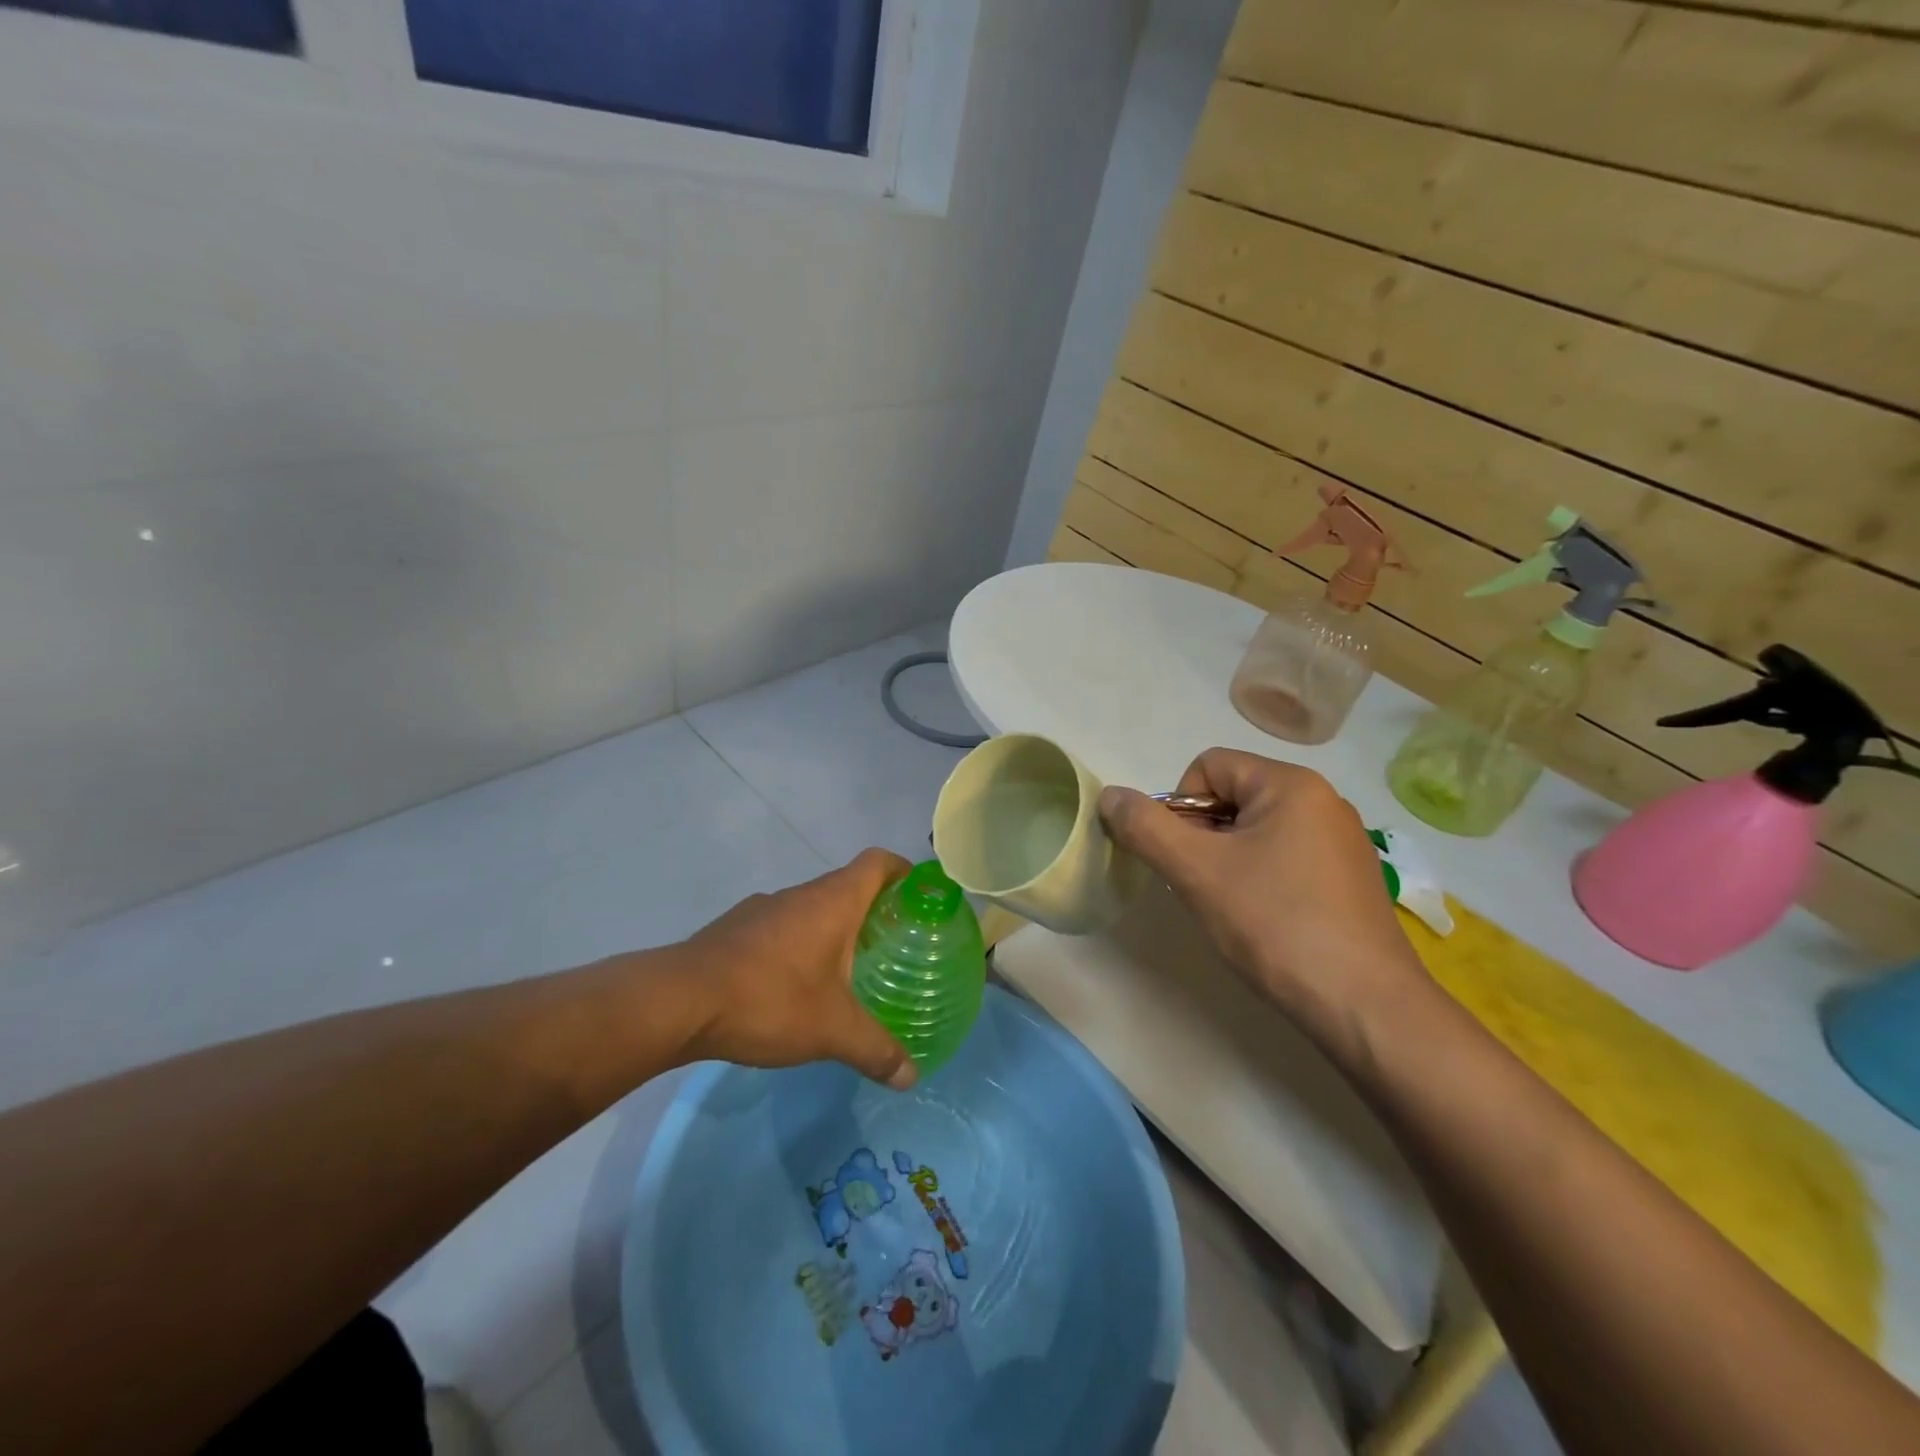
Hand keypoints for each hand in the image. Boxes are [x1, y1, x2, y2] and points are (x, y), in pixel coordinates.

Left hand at [673, 849, 917, 1089]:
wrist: (679, 1002)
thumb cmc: (770, 1000)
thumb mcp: (832, 1031)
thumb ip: (876, 1050)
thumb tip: (912, 1077)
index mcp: (833, 901)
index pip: (878, 862)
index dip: (903, 871)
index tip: (919, 897)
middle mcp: (800, 894)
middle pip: (847, 885)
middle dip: (873, 910)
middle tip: (892, 946)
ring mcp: (763, 908)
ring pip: (811, 908)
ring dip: (832, 929)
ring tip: (846, 971)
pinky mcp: (735, 929)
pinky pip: (781, 927)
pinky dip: (797, 945)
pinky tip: (793, 987)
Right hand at [1099, 749, 1428, 1051]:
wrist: (1366, 1008)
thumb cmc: (1276, 924)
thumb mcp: (1197, 871)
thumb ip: (1145, 827)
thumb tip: (1110, 795)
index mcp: (1292, 784)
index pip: (1208, 765)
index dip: (1180, 806)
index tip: (1186, 858)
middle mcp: (1323, 801)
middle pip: (1232, 796)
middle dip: (1202, 836)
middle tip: (1203, 886)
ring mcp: (1342, 841)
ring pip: (1255, 830)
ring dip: (1226, 860)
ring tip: (1232, 907)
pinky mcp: (1349, 879)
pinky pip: (1284, 857)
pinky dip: (1259, 879)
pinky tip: (1264, 921)